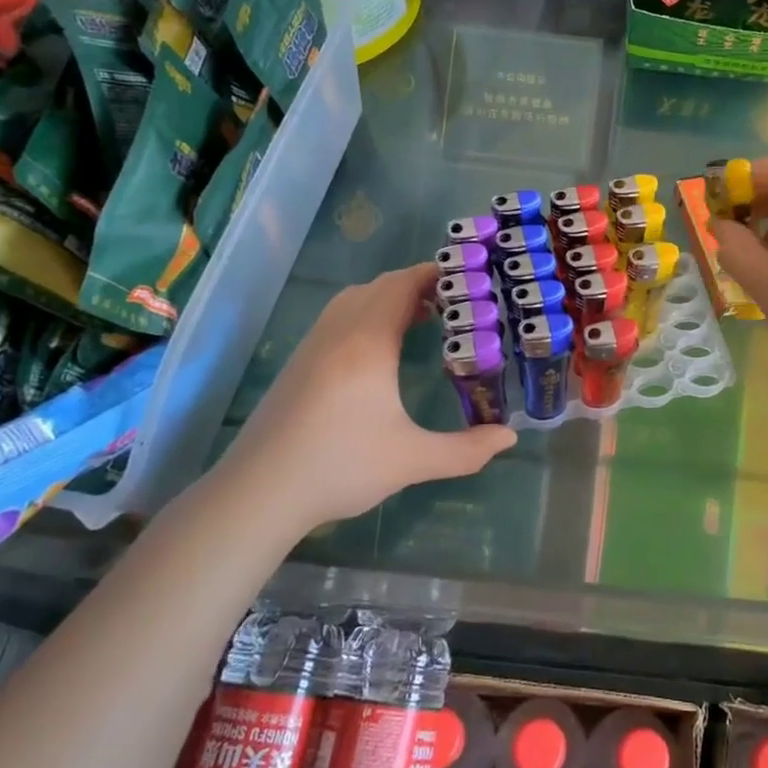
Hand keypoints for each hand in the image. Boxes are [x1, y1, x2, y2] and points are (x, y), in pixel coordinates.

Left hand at [217, 263, 515, 528]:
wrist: (258, 492)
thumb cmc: (339, 467)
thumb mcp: (412, 460)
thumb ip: (466, 450)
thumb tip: (509, 439)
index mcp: (368, 343)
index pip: (403, 286)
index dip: (434, 275)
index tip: (466, 279)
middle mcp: (339, 332)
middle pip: (379, 286)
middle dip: (416, 285)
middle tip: (452, 303)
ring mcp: (313, 345)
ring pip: (353, 298)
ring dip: (387, 297)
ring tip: (419, 319)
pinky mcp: (298, 362)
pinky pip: (337, 317)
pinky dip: (365, 312)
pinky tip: (377, 348)